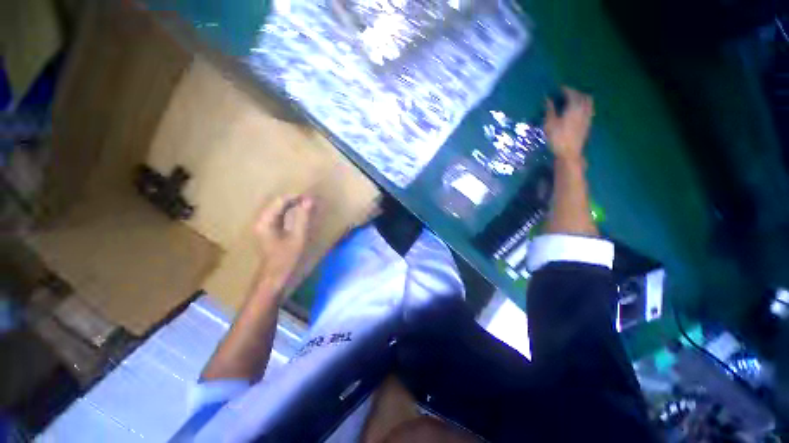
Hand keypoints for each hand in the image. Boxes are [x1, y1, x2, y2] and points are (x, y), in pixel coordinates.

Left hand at [254, 195, 313, 290]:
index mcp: (265, 221)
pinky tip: (299, 214)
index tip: (310, 198)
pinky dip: (290, 212)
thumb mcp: (297, 237)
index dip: (295, 197)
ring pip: (278, 208)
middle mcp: (261, 220)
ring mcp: (263, 225)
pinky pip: (278, 215)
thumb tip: (309, 200)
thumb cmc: (285, 258)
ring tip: (307, 206)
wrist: (273, 277)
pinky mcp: (267, 229)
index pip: (279, 200)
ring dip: (292, 205)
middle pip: (277, 202)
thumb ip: (303, 217)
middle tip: (310, 201)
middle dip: (294, 200)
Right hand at [544, 87, 594, 160]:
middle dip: (575, 92)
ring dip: (582, 98)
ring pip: (588, 102)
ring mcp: (587, 116)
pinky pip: (589, 109)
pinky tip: (579, 110)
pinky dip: (585, 105)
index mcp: (574, 107)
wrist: (569, 152)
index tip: (559, 87)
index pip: (572, 93)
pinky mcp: (588, 123)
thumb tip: (547, 99)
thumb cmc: (557, 138)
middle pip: (583, 96)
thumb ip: (549, 110)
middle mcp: (583, 109)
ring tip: (574, 100)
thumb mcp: (550, 124)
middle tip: (566, 93)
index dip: (566, 89)